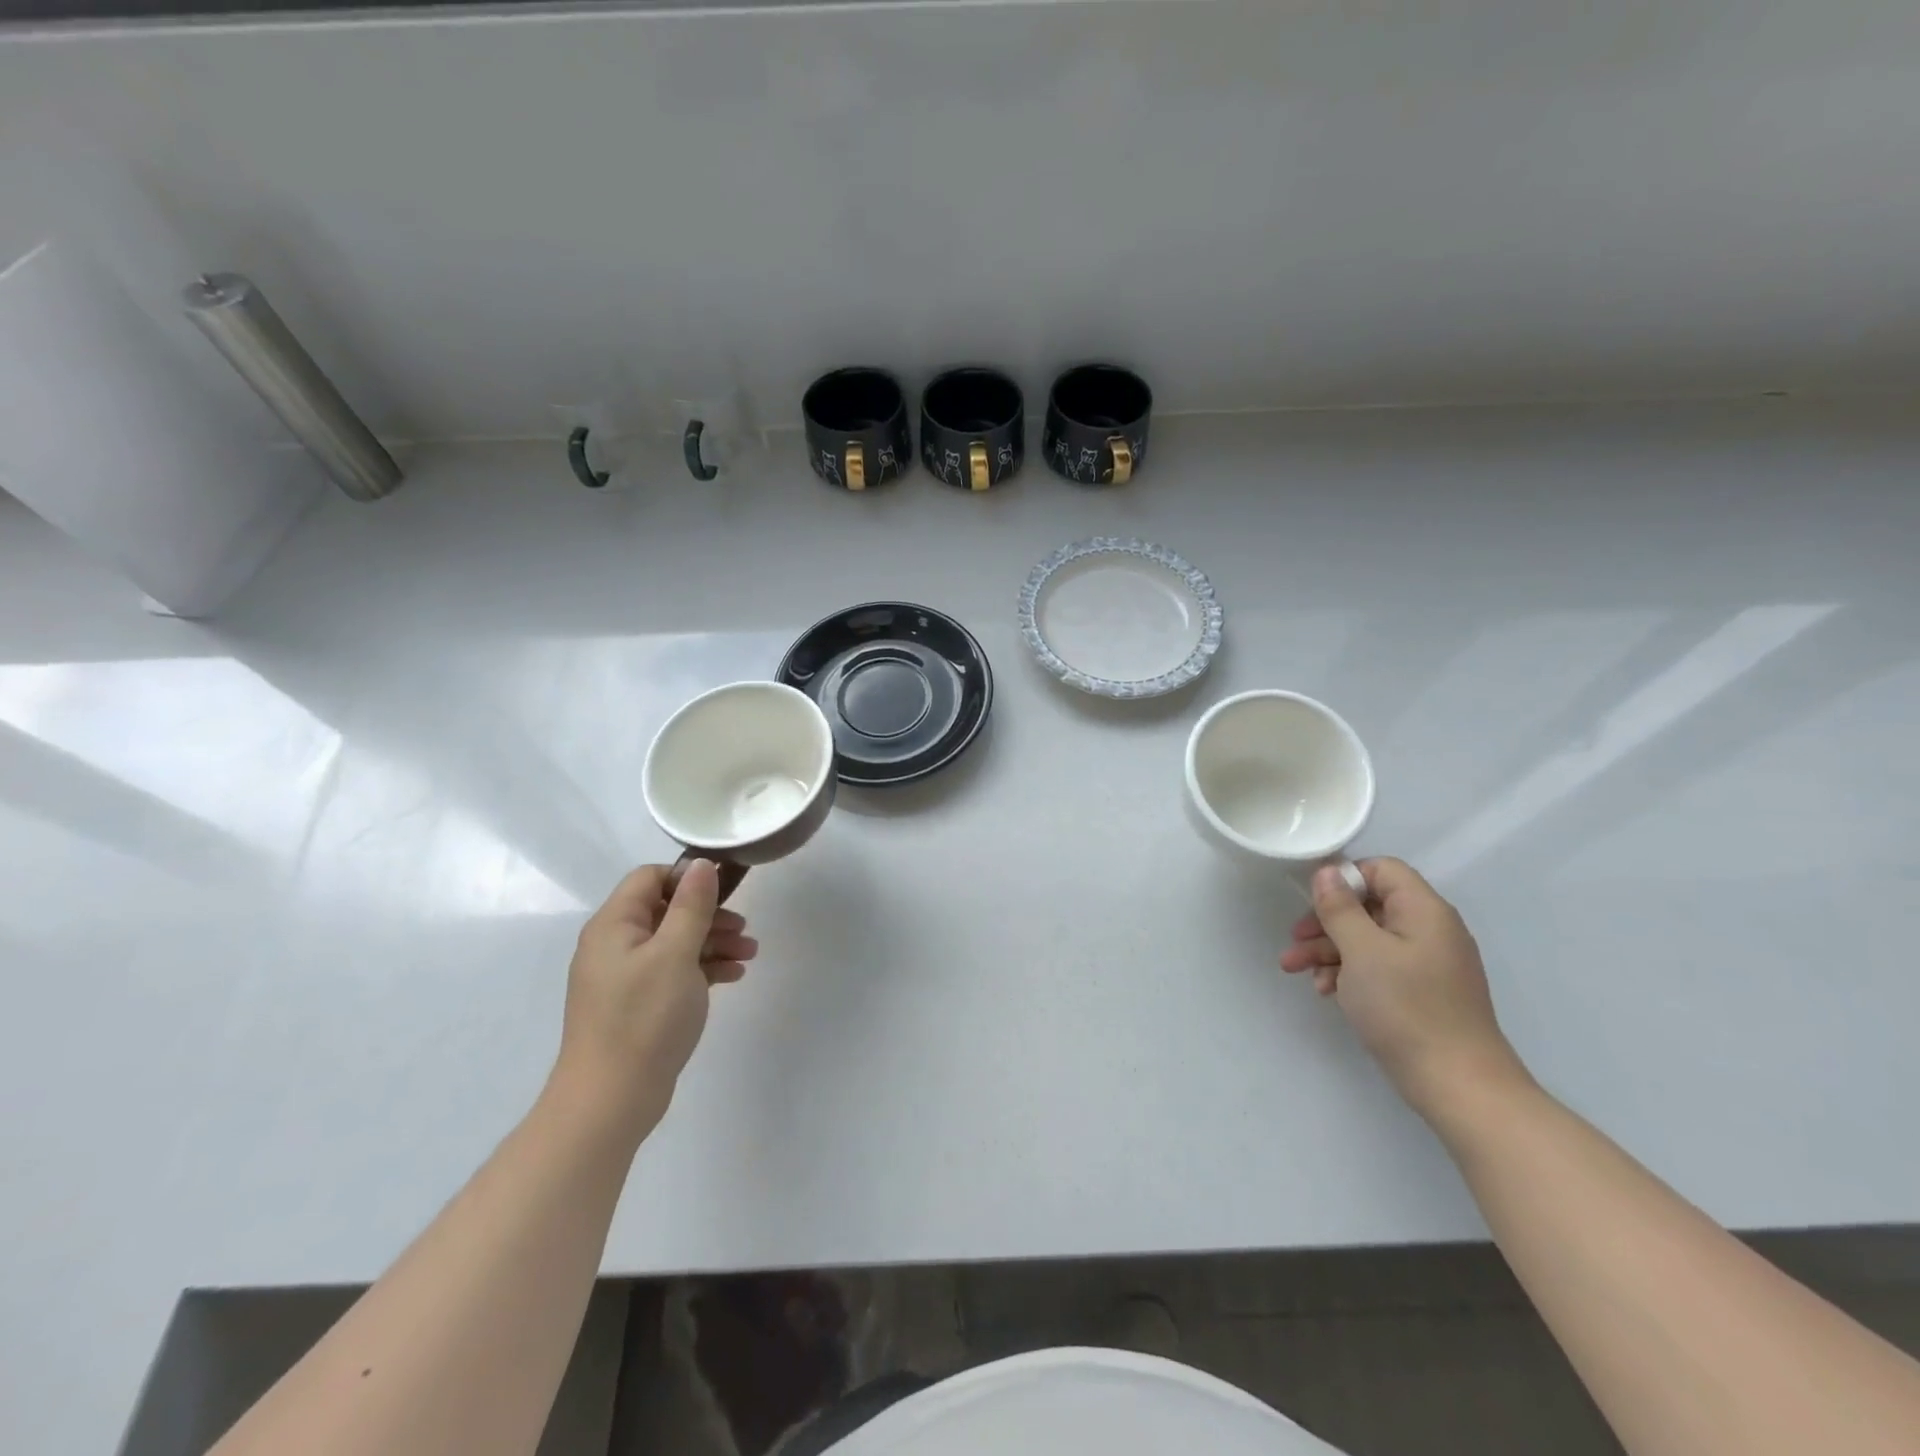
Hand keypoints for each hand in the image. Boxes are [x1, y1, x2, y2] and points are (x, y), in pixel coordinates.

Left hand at [550, 860, 758, 1134]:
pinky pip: (674, 971)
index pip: (650, 878)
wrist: (610, 1101)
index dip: (688, 878)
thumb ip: (692, 906)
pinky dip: (703, 969)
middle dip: (709, 915)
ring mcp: (625, 977)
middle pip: (666, 910)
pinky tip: (733, 977)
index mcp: (614, 925)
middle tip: (745, 928)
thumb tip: (702, 864)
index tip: (726, 892)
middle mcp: (614, 945)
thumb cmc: (644, 1018)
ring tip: (750, 954)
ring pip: (674, 942)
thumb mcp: (675, 954)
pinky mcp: (637, 1005)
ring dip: (713, 942)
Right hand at [1282, 857, 1528, 1118]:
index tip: (1313, 902)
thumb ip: (1340, 908)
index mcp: (1424, 911)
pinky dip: (1349, 973)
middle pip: (1370, 906)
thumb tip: (1328, 871)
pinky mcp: (1421, 992)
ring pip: (1368, 939)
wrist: (1458, 1085)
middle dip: (1326, 921)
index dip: (1345, 879)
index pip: (1382, 870)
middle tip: (1294, 940)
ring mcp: (1427, 963)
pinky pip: (1379, 967)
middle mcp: (1430, 930)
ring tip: (1296, 970)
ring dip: (1329, 950)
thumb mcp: (1362, 951)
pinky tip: (1327, 991)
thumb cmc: (1406, 1007)